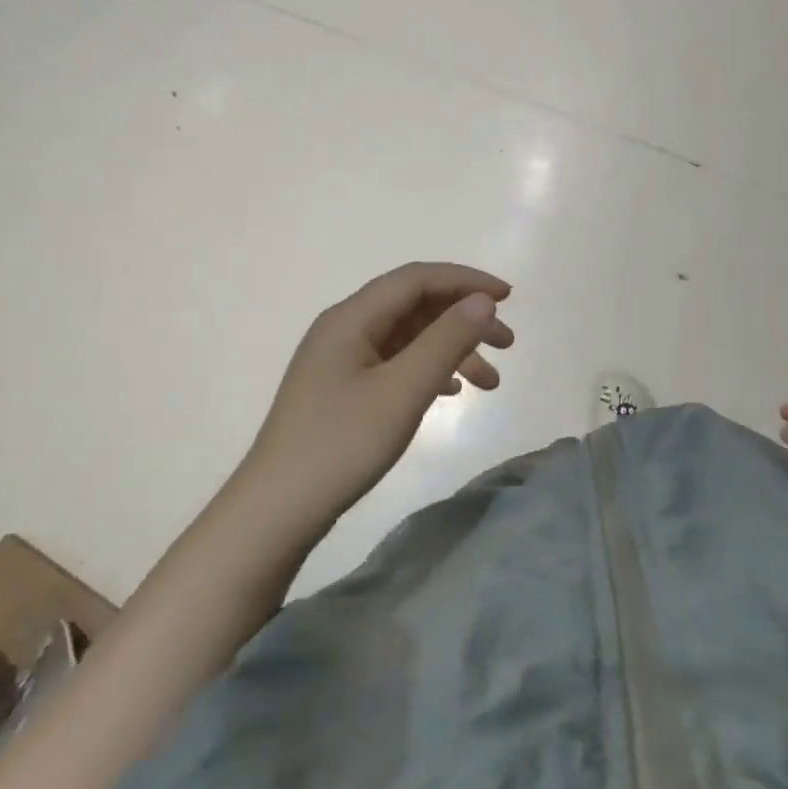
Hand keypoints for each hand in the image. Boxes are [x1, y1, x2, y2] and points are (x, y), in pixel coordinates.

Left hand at [242, 262, 514, 529]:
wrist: (277, 509)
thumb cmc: (342, 444)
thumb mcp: (404, 389)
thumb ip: (447, 339)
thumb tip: (482, 301)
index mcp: (352, 318)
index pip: (417, 279)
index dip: (466, 280)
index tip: (510, 298)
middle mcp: (345, 329)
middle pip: (415, 306)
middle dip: (465, 319)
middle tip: (508, 344)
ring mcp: (341, 360)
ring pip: (409, 337)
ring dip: (453, 350)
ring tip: (490, 383)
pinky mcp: (343, 389)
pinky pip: (396, 363)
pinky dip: (430, 370)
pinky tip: (452, 393)